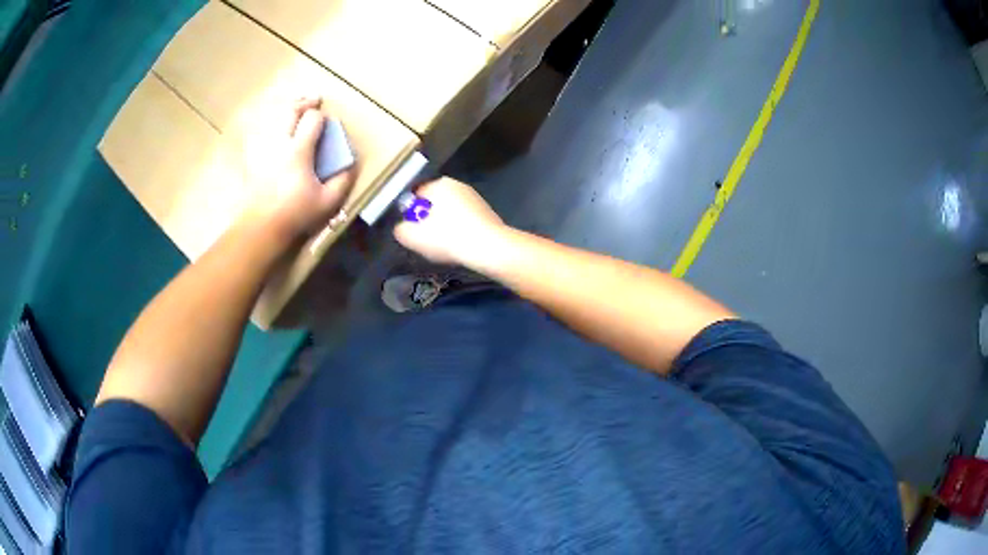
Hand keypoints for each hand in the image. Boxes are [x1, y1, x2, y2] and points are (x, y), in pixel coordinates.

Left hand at [241, 97, 354, 242]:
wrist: (261, 226)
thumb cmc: (295, 214)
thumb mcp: (327, 202)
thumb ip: (342, 181)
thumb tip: (351, 163)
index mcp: (298, 151)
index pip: (313, 119)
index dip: (322, 117)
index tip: (326, 123)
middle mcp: (279, 143)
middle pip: (291, 110)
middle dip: (304, 102)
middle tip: (314, 100)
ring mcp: (263, 148)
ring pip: (274, 117)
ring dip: (287, 110)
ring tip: (296, 107)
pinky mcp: (253, 157)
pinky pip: (260, 131)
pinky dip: (269, 124)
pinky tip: (274, 127)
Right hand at [394, 178, 505, 265]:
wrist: (489, 248)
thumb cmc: (448, 238)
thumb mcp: (414, 237)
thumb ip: (401, 229)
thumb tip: (402, 227)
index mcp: (439, 184)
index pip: (416, 194)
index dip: (410, 212)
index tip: (411, 228)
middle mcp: (458, 185)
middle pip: (434, 202)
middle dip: (428, 219)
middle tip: (425, 239)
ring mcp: (475, 198)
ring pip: (450, 212)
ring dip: (444, 226)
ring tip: (443, 245)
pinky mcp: (487, 213)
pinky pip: (465, 220)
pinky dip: (460, 231)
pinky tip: (459, 246)